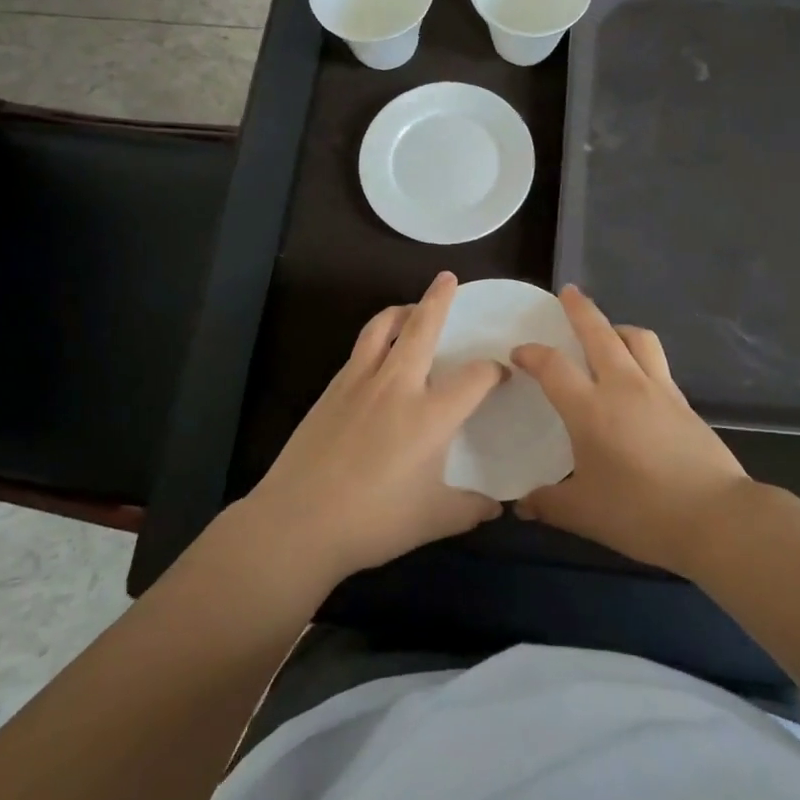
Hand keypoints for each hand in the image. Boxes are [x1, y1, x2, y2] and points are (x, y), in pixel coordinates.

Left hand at [243, 272, 504, 584]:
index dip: (494, 371)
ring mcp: (359, 382)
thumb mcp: (433, 519)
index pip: (475, 376)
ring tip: (411, 308)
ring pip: (382, 327)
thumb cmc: (373, 520)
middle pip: (422, 327)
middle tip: (448, 279)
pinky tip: (378, 354)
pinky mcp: (331, 389)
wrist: (298, 521)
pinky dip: (376, 338)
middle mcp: (398, 385)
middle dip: (439, 299)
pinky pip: (359, 349)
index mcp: (431, 414)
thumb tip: (497, 507)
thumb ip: (470, 509)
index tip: (500, 375)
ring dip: (401, 310)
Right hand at [512, 287, 750, 575]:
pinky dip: (641, 355)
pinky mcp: (683, 402)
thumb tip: (521, 504)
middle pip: (599, 332)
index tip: (519, 353)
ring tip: (608, 332)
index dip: (532, 354)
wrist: (714, 516)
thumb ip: (548, 503)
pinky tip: (638, 377)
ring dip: (617, 327)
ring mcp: (659, 390)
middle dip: (580, 309)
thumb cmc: (640, 512)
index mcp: (590, 408)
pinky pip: (657, 363)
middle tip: (568, 292)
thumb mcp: (584, 514)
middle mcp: (624, 386)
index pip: (553, 366)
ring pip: (637, 339)